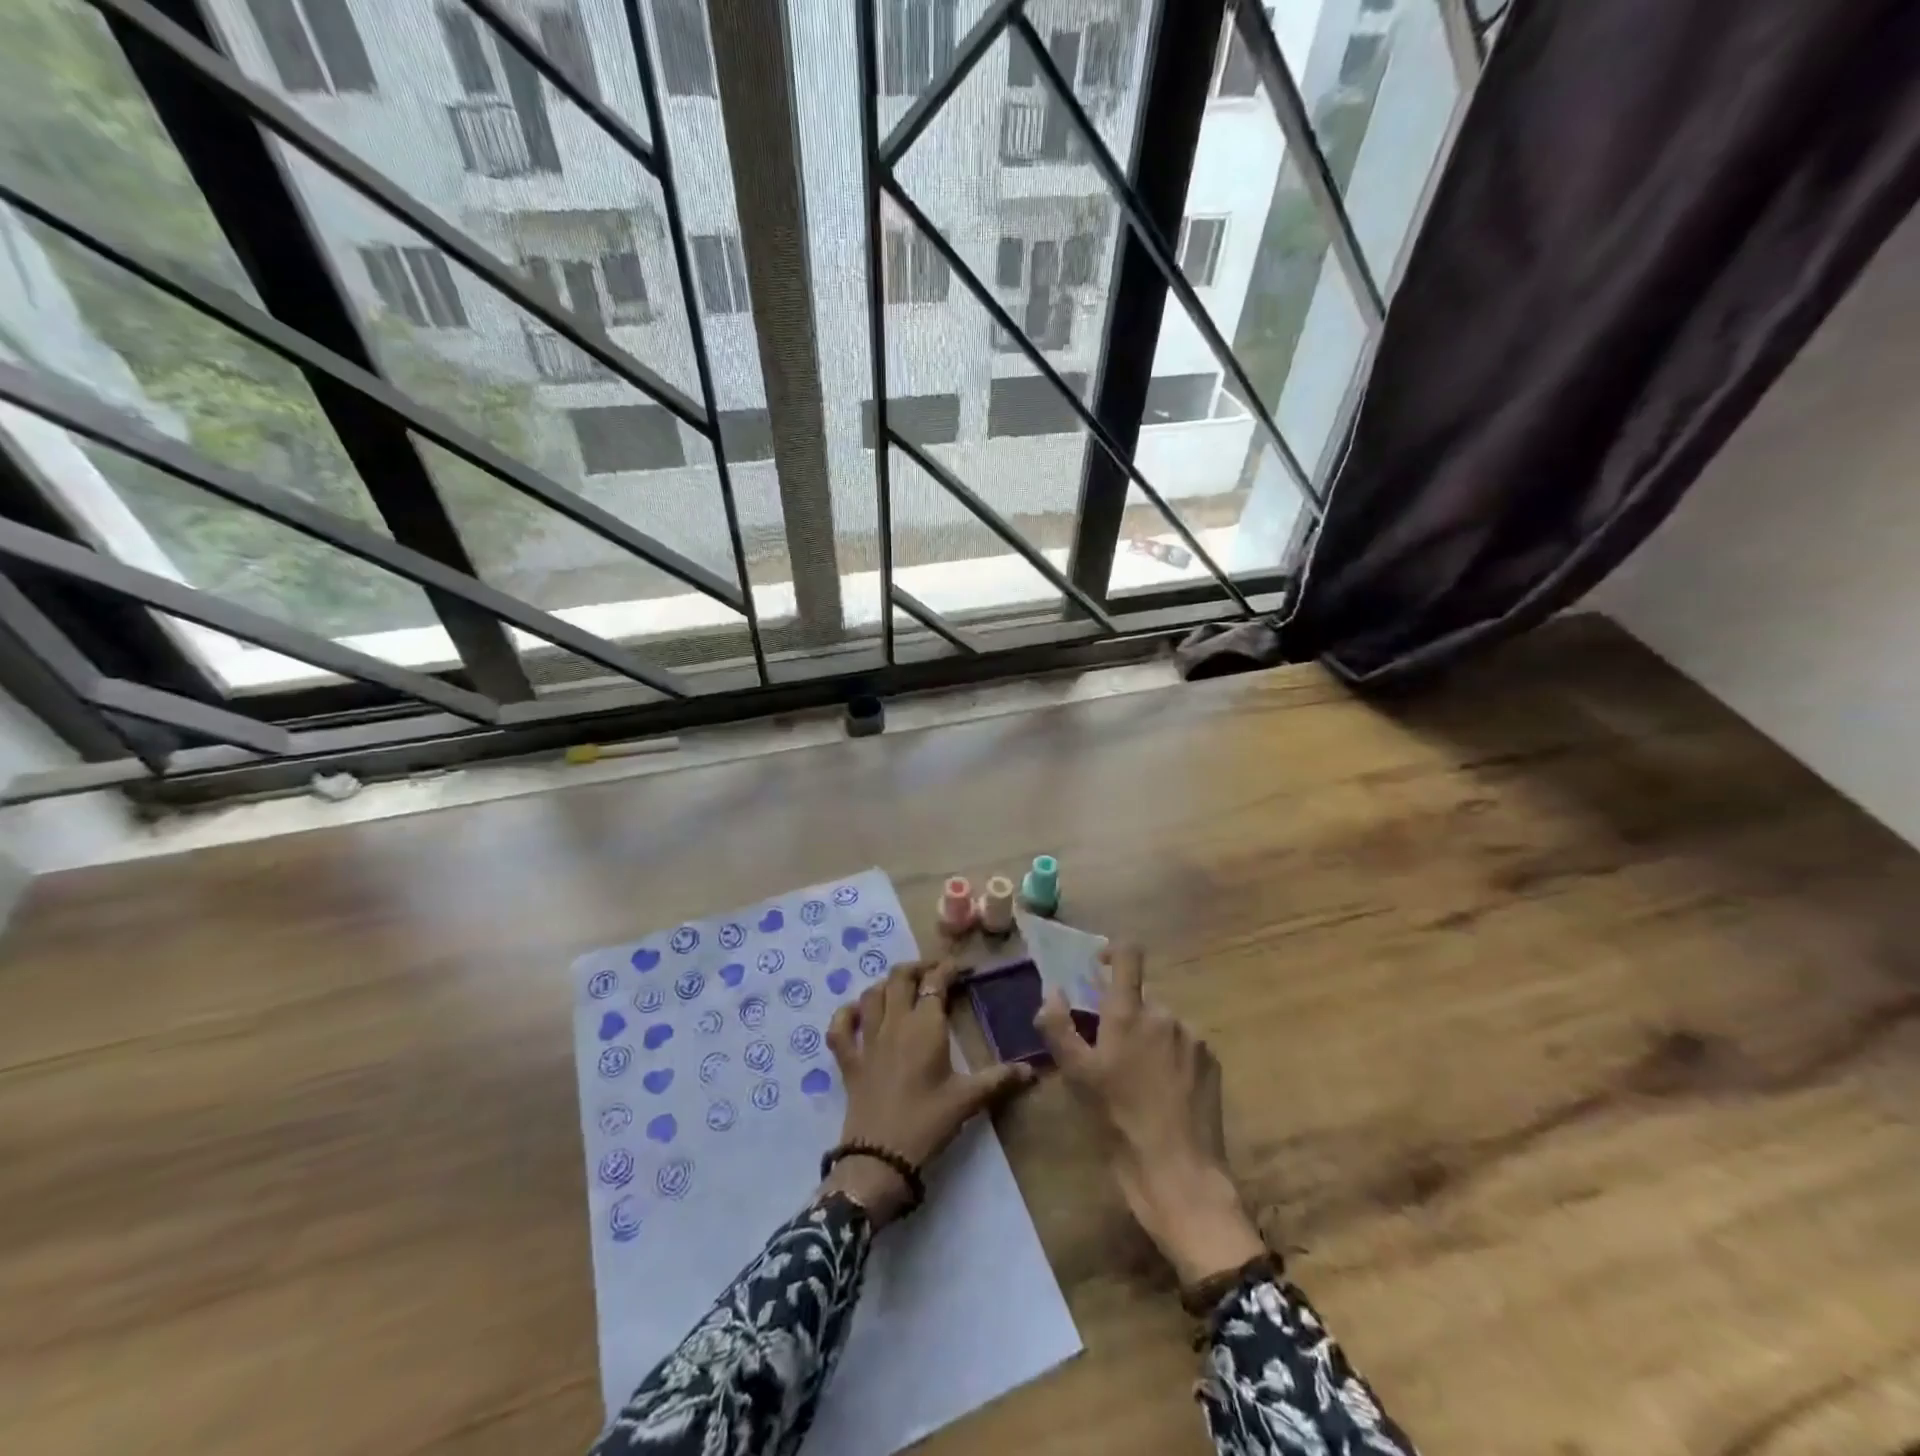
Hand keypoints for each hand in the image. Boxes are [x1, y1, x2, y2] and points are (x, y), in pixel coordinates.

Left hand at [821, 959, 1034, 1225]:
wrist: (880, 1158)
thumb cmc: (927, 1123)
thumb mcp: (968, 1100)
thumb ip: (999, 1079)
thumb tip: (1032, 1070)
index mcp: (925, 1026)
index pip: (935, 982)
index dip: (948, 969)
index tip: (963, 968)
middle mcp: (894, 1023)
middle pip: (900, 977)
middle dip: (918, 968)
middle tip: (935, 974)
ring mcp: (867, 1040)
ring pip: (872, 994)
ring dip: (887, 984)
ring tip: (902, 988)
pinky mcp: (849, 1061)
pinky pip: (840, 1028)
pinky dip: (846, 1015)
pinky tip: (857, 1013)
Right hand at [1034, 947, 1264, 1285]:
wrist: (1179, 1173)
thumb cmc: (1119, 1121)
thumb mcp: (1076, 1076)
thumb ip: (1058, 1027)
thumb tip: (1052, 990)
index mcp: (1130, 1012)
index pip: (1128, 955)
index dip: (1113, 952)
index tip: (1100, 966)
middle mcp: (1165, 1014)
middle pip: (1141, 998)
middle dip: (1125, 1015)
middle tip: (1110, 1052)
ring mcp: (1193, 1038)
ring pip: (1163, 1024)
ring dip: (1149, 1037)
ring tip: (1138, 1078)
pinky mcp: (1212, 1062)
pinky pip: (1184, 1045)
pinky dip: (1171, 1056)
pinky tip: (1164, 1091)